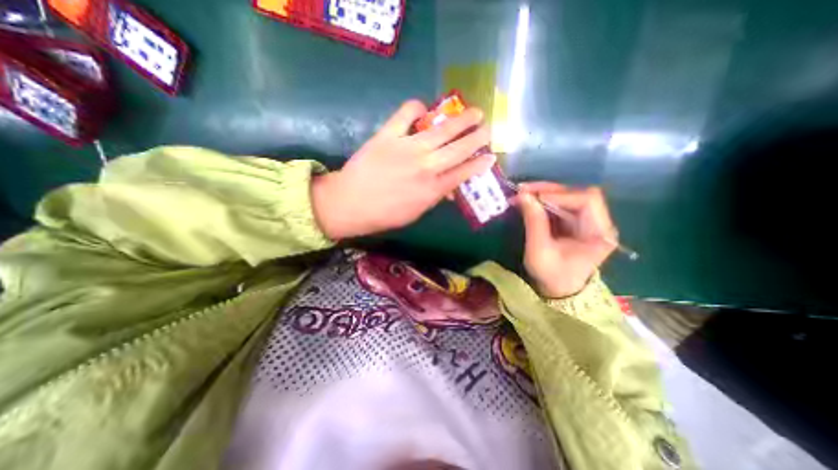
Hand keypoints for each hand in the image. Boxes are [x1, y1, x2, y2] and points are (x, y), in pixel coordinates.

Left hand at [314, 97, 495, 238]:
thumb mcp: (416, 213)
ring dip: (462, 120)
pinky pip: (406, 114)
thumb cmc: (384, 214)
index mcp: (432, 190)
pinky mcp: (388, 136)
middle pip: (459, 149)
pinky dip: (417, 108)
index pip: (463, 173)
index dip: (480, 164)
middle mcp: (426, 167)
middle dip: (478, 138)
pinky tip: (423, 110)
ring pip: (442, 130)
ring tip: (475, 112)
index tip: (491, 156)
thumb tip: (450, 187)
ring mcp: (407, 148)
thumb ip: (435, 197)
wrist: (350, 204)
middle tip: (488, 129)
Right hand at [511, 181, 613, 297]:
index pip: (587, 200)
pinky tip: (528, 202)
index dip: (560, 195)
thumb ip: (534, 222)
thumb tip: (523, 195)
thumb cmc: (552, 275)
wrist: (557, 290)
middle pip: (577, 194)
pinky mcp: (574, 222)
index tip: (534, 198)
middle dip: (548, 190)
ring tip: (522, 194)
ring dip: (543, 193)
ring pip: (567, 197)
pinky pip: (559, 205)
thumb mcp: (539, 250)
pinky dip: (543, 201)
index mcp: (599, 233)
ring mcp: (586, 221)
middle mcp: (598, 223)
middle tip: (523, 190)